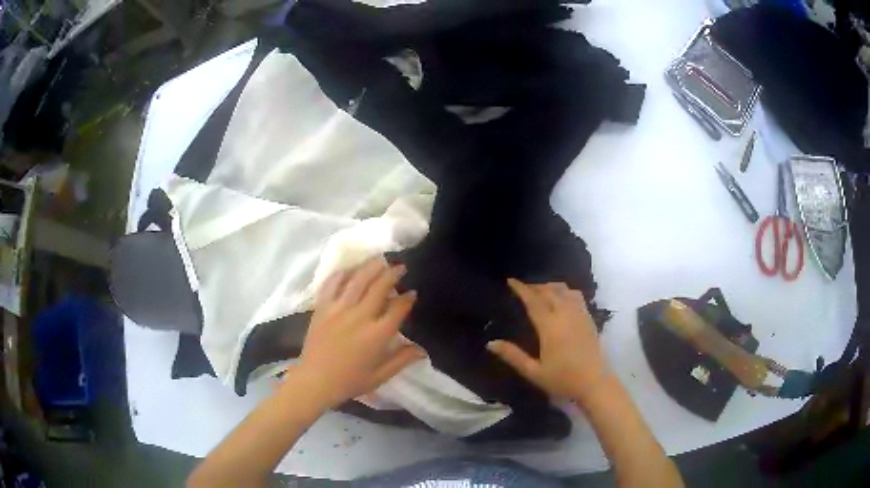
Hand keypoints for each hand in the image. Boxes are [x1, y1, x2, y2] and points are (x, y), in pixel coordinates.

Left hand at [290, 259, 425, 408]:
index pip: (397, 308)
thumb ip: (402, 360)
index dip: (407, 298)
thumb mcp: (381, 376)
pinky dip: (342, 274)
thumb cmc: (350, 381)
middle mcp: (360, 316)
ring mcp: (338, 309)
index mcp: (377, 335)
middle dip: (393, 274)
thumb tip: (422, 349)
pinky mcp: (322, 308)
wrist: (315, 381)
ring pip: (357, 280)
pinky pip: (332, 284)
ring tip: (380, 260)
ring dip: (371, 267)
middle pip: (379, 287)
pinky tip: (350, 269)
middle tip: (401, 267)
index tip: (412, 292)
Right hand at [487, 279, 610, 404]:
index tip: (511, 280)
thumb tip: (490, 343)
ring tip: (541, 291)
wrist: (595, 383)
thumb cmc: (563, 380)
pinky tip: (562, 298)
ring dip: (551, 286)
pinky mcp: (589, 319)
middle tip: (523, 287)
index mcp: (550, 327)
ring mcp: (580, 315)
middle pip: (549, 291)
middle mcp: (565, 315)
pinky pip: (576, 296)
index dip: (521, 289)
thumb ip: (513, 356)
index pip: (533, 301)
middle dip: (535, 286)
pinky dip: (565, 291)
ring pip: (564, 290)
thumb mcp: (534, 372)